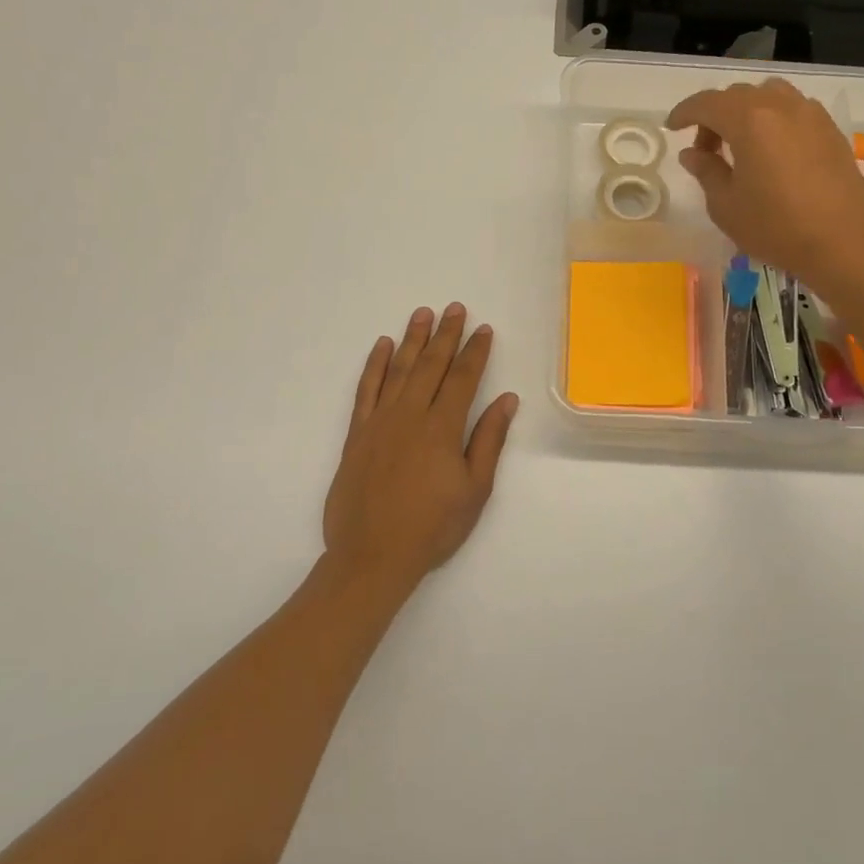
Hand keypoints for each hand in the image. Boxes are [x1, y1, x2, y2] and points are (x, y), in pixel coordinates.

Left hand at [322, 304, 518, 587]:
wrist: (372, 555)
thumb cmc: (432, 527)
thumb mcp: (475, 490)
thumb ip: (489, 440)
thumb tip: (507, 400)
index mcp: (442, 428)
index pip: (463, 378)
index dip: (475, 352)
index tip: (483, 329)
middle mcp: (411, 414)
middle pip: (431, 365)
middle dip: (445, 335)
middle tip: (455, 308)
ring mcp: (380, 421)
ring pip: (398, 369)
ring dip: (412, 339)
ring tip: (422, 314)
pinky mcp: (357, 433)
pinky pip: (366, 389)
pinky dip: (374, 365)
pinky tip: (381, 346)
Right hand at [667, 78, 863, 288]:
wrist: (841, 244)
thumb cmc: (775, 227)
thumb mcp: (726, 205)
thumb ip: (706, 170)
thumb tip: (692, 153)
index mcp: (749, 120)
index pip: (707, 103)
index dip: (685, 113)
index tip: (672, 129)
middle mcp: (781, 106)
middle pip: (737, 96)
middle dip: (714, 116)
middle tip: (706, 150)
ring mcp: (811, 115)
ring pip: (769, 95)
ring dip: (746, 111)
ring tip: (741, 144)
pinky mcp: (831, 130)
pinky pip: (794, 109)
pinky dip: (774, 119)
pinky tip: (773, 151)